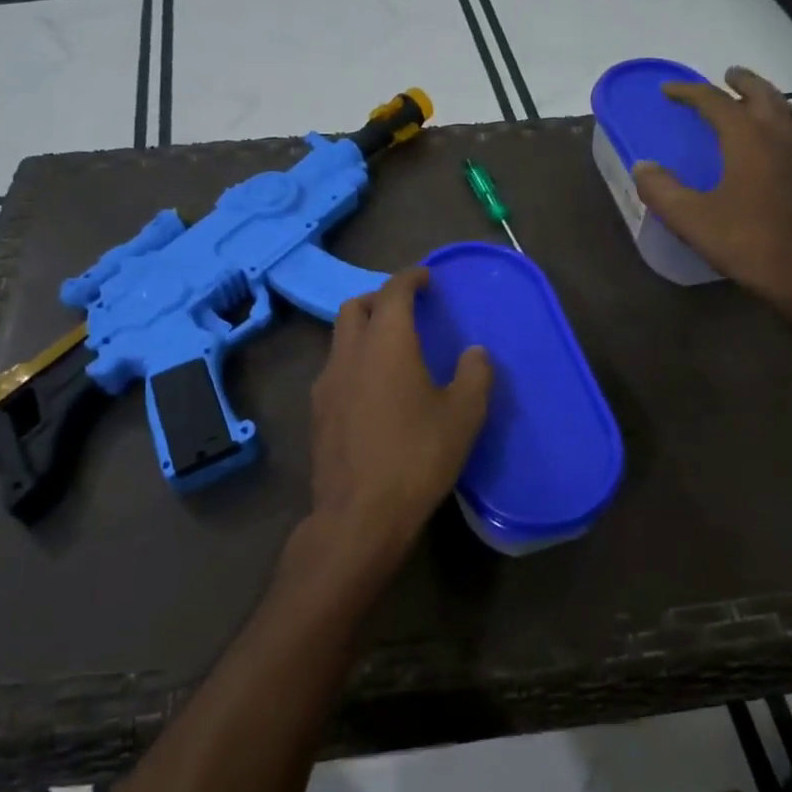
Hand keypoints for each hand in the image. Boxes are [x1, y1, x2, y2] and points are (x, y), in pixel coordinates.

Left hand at [284, 266, 491, 606]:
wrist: (359, 514)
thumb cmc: (417, 457)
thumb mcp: (463, 416)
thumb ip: (474, 375)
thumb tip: (475, 353)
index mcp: (386, 343)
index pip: (393, 292)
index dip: (410, 278)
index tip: (426, 277)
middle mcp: (349, 353)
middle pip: (356, 307)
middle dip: (380, 299)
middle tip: (406, 310)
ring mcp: (326, 384)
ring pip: (340, 339)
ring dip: (364, 332)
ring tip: (390, 351)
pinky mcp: (317, 413)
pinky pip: (335, 371)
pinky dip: (354, 363)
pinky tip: (372, 391)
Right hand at [633, 66, 791, 322]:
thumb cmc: (749, 241)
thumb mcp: (692, 219)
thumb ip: (662, 190)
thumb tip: (641, 166)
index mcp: (748, 137)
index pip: (716, 101)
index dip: (690, 92)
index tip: (669, 90)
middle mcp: (780, 136)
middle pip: (762, 95)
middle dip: (742, 83)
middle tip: (727, 76)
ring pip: (786, 111)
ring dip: (767, 99)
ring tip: (753, 101)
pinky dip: (782, 123)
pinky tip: (775, 144)